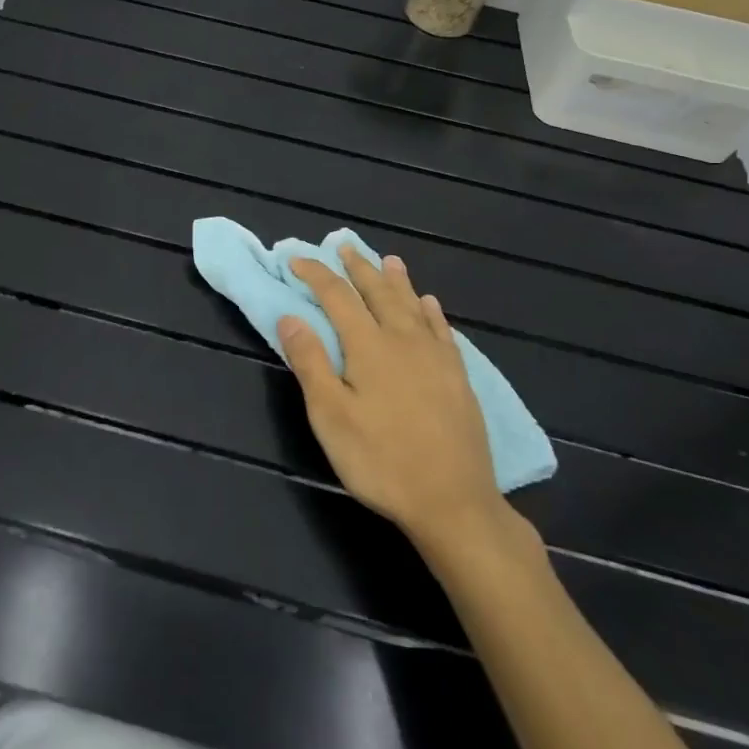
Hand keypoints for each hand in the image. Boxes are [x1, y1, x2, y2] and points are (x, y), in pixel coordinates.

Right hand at [281, 247, 528, 557]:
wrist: (453, 501)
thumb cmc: (381, 460)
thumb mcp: (331, 416)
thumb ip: (310, 362)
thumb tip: (290, 316)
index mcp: (368, 346)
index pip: (337, 296)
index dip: (316, 274)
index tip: (297, 260)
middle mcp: (403, 339)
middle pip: (377, 292)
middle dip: (357, 268)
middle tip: (344, 246)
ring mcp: (435, 357)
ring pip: (412, 304)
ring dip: (396, 280)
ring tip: (388, 260)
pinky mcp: (457, 377)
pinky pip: (442, 330)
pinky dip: (431, 311)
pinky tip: (429, 304)